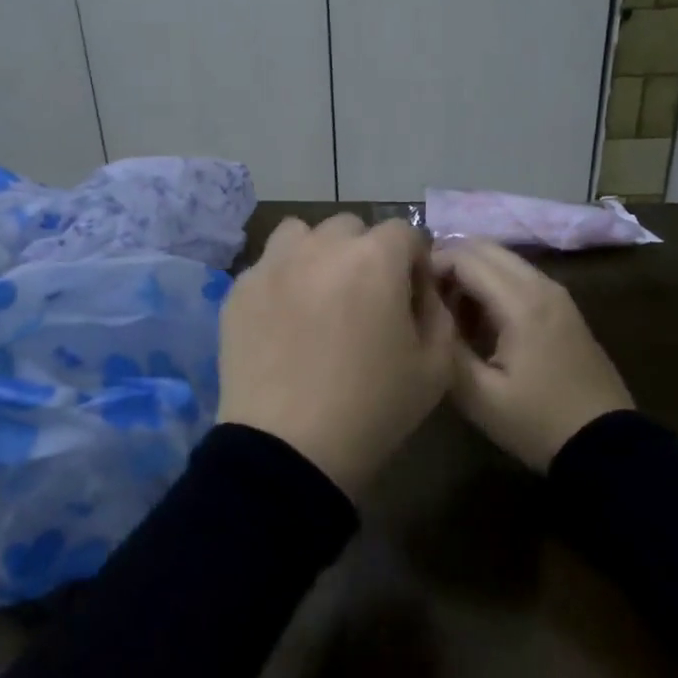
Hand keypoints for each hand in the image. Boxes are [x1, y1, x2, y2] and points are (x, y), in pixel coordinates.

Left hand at [218, 214, 454, 499]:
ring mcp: (271, 265)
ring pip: (301, 235)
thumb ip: (438, 312)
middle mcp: (319, 247)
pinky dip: (282, 280)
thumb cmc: (372, 410)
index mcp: (374, 259)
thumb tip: (421, 288)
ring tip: (319, 296)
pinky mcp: (239, 290)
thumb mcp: (436, 367)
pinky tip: (284, 321)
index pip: (403, 231)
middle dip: (365, 253)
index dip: (413, 261)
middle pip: (350, 227)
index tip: (411, 295)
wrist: (288, 449)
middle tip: (364, 299)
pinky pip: (267, 266)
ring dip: (317, 253)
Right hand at [433, 237, 633, 471]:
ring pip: (503, 261)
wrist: (605, 446)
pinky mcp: (563, 309)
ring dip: (470, 274)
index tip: (407, 292)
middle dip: (448, 263)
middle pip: (485, 248)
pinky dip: (491, 286)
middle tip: (423, 297)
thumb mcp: (478, 395)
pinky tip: (477, 323)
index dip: (430, 266)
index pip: (464, 258)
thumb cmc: (536, 422)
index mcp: (521, 303)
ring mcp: (557, 295)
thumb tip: (426, 313)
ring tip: (446, 312)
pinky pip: (518, 279)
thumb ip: (446, 346)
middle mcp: (542, 286)